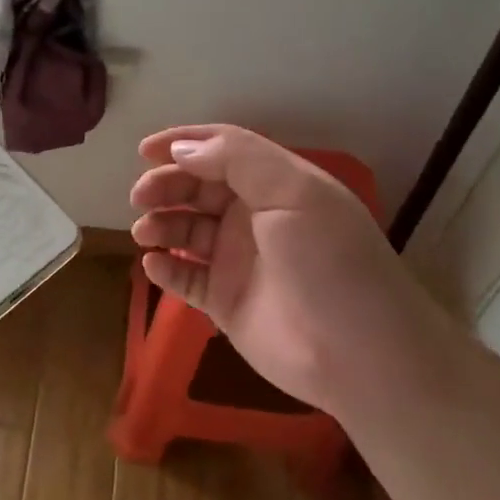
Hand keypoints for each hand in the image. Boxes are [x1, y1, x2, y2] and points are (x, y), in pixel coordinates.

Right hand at [130, 125, 457, 419]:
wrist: (360, 355)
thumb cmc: (330, 262)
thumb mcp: (294, 193)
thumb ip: (237, 159)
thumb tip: (182, 149)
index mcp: (275, 184)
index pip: (223, 150)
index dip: (184, 143)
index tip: (144, 149)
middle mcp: (254, 217)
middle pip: (198, 188)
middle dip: (166, 185)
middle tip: (140, 196)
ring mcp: (238, 260)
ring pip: (186, 231)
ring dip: (162, 224)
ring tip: (146, 233)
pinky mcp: (225, 302)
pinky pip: (186, 277)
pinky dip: (166, 268)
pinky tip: (155, 264)